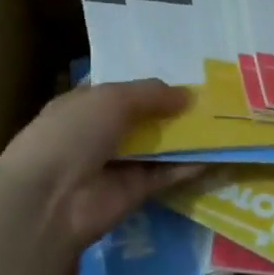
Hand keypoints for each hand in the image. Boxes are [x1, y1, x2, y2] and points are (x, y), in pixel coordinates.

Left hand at [0, 79, 200, 252]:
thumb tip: (188, 96)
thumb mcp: (112, 99)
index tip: (183, 75)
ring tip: (223, 121)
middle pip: (142, 118)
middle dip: (172, 109)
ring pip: (157, 147)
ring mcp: (117, 164)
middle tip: (213, 97)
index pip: (118, 90)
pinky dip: (188, 167)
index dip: (147, 84)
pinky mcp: (134, 192)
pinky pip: (165, 175)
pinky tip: (217, 154)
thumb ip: (151, 94)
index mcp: (83, 105)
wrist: (51, 199)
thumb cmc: (73, 133)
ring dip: (185, 137)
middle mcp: (99, 133)